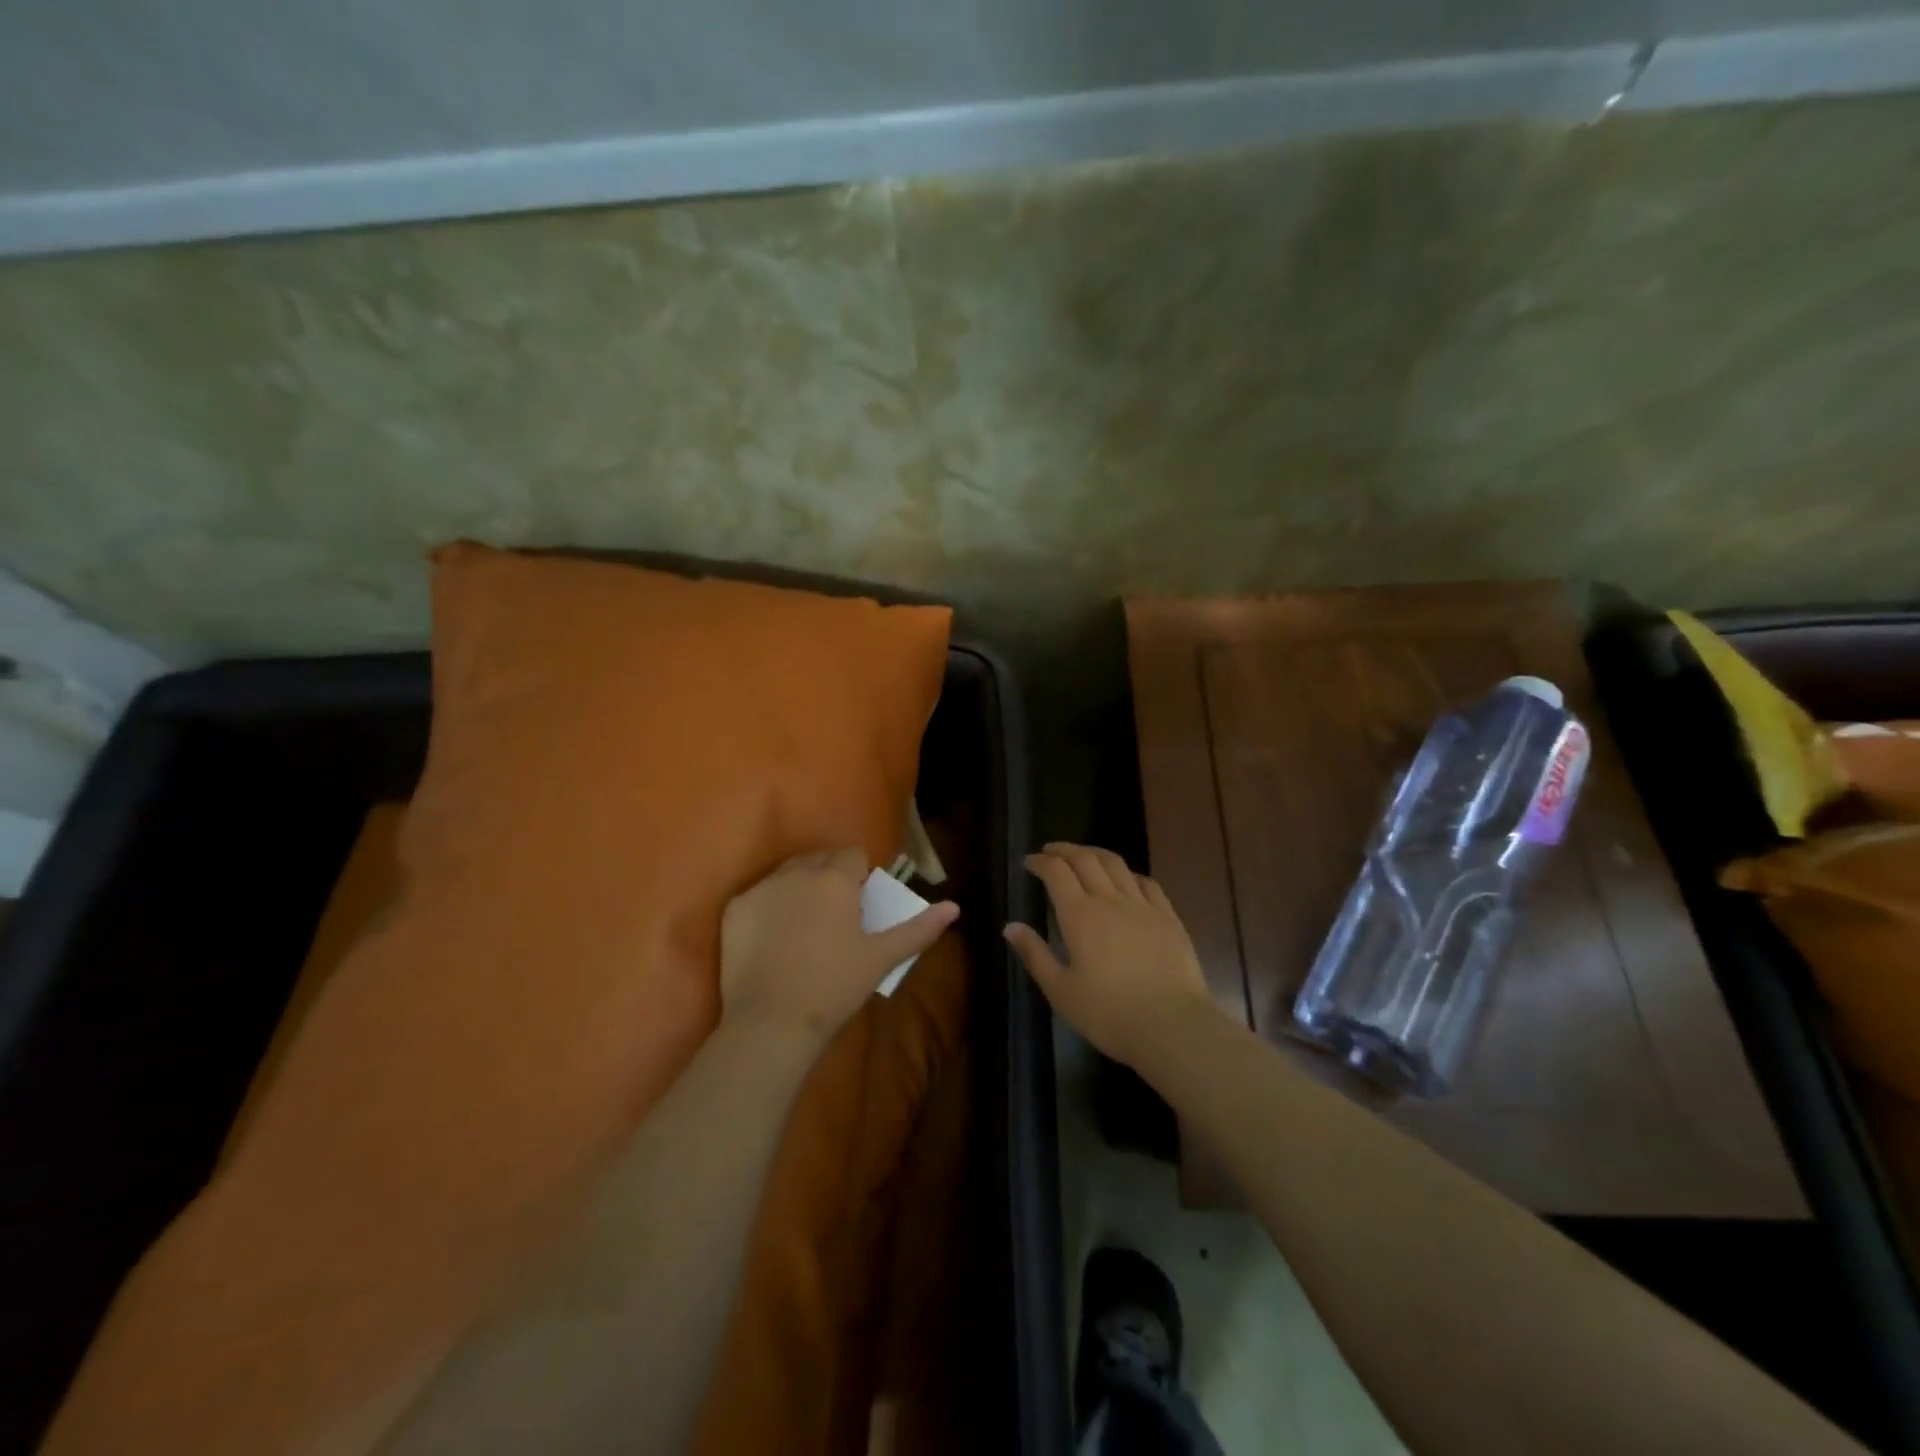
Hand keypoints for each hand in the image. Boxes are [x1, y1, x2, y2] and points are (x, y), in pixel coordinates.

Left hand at [720, 848, 958, 1043]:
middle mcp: (797, 872)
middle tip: (834, 917)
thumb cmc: (834, 986)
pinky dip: (768, 908)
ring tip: (803, 926)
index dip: (858, 876)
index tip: (859, 904)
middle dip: (828, 878)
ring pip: (787, 874)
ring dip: (799, 888)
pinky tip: (773, 939)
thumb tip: (954, 907)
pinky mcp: (735, 909)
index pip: (851, 855)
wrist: (771, 1023)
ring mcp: (762, 889)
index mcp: (835, 878)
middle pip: (818, 860)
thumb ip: (918, 928)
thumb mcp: (881, 957)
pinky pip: (758, 895)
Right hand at [1005, 843, 1217, 1067]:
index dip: (1040, 862)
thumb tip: (1011, 926)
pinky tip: (1125, 880)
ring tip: (1083, 856)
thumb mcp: (1061, 991)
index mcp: (1079, 916)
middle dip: (1064, 850)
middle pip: (1085, 859)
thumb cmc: (1108, 1014)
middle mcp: (1110, 900)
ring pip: (1116, 864)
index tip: (1029, 862)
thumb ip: (1035, 955)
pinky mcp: (1168, 917)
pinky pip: (1146, 882)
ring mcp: (1143, 906)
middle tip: (1050, 851)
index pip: (1056, 872)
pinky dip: (1128, 873)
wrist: (1172, 1026)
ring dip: (1094, 853)